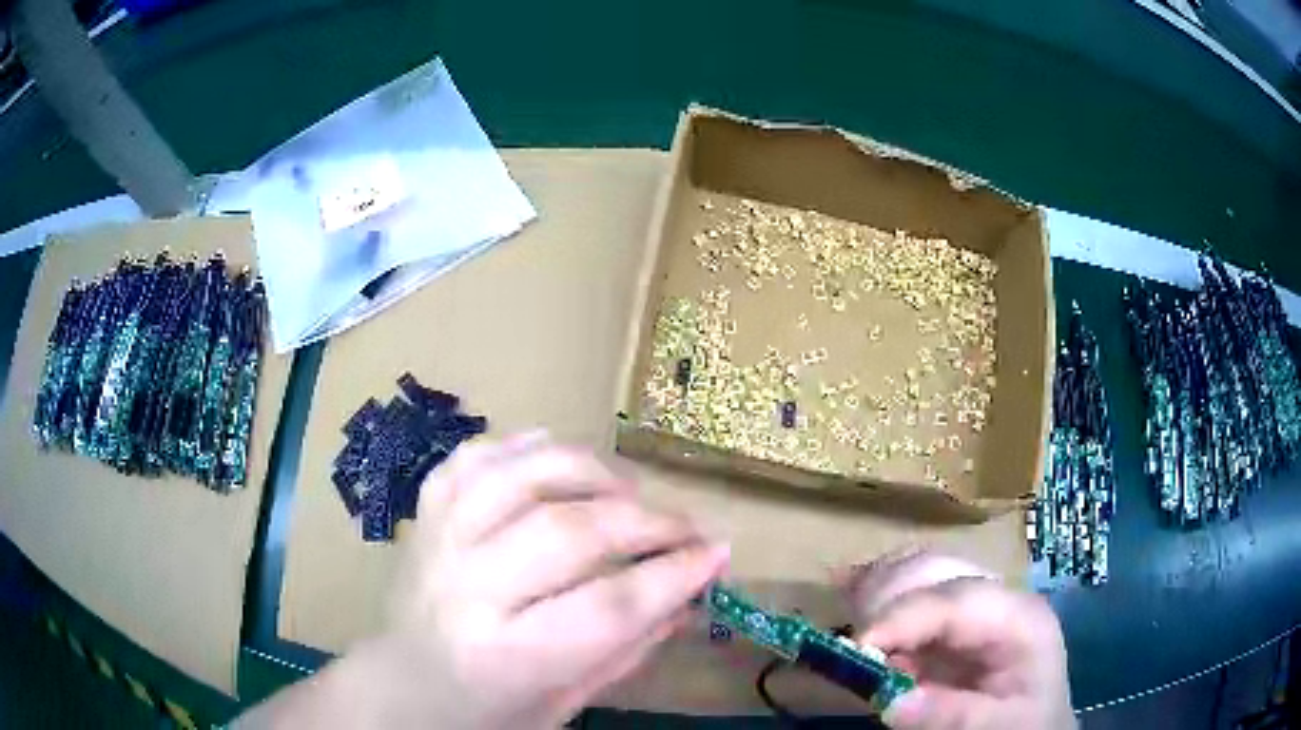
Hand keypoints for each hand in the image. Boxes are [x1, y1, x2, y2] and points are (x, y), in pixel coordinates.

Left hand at [385, 433, 729, 728]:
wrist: (402, 684)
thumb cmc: (489, 709)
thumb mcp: (568, 701)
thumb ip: (630, 647)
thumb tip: (692, 590)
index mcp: (504, 656)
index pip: (607, 607)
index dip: (675, 575)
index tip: (718, 553)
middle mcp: (466, 589)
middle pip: (570, 532)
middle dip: (648, 522)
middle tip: (687, 526)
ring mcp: (439, 539)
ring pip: (524, 476)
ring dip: (593, 472)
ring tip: (628, 491)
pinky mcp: (425, 510)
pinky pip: (477, 456)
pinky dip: (525, 446)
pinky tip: (559, 455)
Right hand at [846, 552, 1074, 729]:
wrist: (1037, 724)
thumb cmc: (1026, 724)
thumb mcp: (999, 727)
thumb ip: (951, 715)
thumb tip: (889, 702)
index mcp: (1019, 618)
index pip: (957, 598)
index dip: (903, 616)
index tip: (856, 647)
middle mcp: (995, 596)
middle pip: (935, 569)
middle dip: (886, 597)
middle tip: (850, 645)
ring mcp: (971, 601)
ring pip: (917, 569)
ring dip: (876, 592)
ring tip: (847, 625)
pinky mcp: (950, 616)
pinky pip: (909, 588)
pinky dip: (876, 592)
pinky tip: (850, 595)